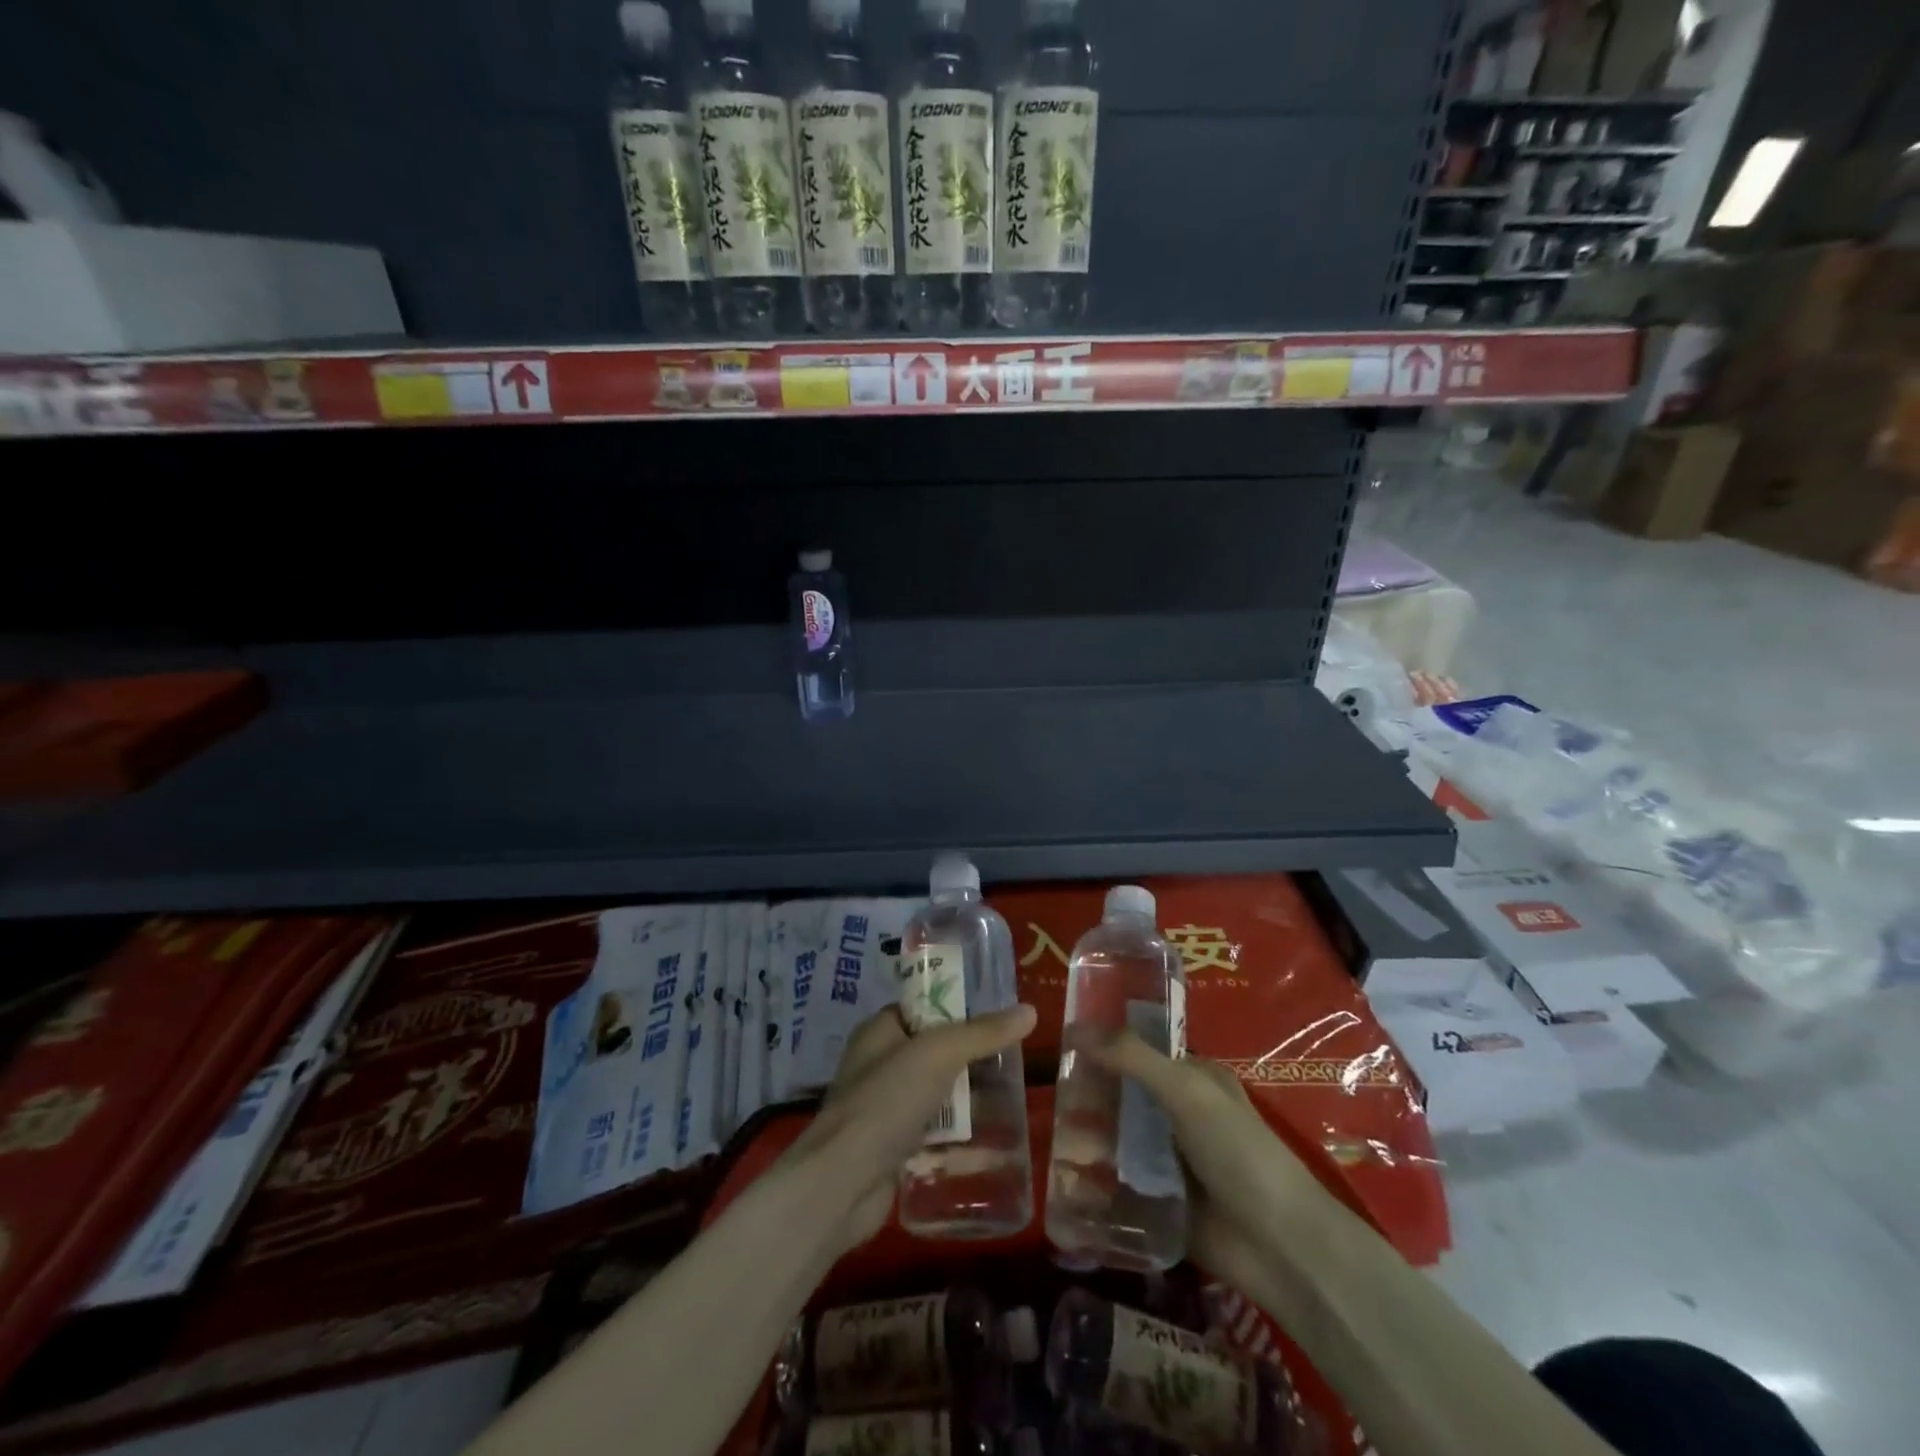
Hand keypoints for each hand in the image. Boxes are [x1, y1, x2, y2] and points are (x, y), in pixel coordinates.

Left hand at [783, 1003, 1036, 1252]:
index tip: (997, 1018)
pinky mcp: (892, 1148)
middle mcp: (878, 1064)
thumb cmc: (886, 1101)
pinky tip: (992, 1144)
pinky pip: (933, 1134)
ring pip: (936, 1094)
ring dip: (967, 1099)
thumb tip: (1029, 1011)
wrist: (843, 1184)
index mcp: (880, 1031)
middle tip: (1013, 1062)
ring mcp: (884, 1108)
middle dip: (969, 1058)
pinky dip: (957, 1138)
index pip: (923, 1007)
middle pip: (934, 1052)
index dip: (957, 1008)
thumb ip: (984, 1033)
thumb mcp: (940, 1054)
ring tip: (1011, 1100)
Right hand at [1079, 1029, 1334, 1286]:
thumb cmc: (1238, 1152)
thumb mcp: (1186, 1091)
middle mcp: (1182, 1116)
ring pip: (1120, 1142)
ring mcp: (1172, 1162)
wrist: (1280, 1247)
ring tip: (1054, 1143)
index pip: (1141, 1053)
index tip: (1062, 1047)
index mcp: (1194, 1080)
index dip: (1105, 1048)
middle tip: (1051, 1098)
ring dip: (1089, 1141)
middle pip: (1125, 1098)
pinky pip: (1122, 1187)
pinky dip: (1097, 1184)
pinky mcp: (1162, 1204)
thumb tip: (1076, 1026)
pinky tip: (1064, 1182)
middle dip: (1090, 1098)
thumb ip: (1132, 1058)